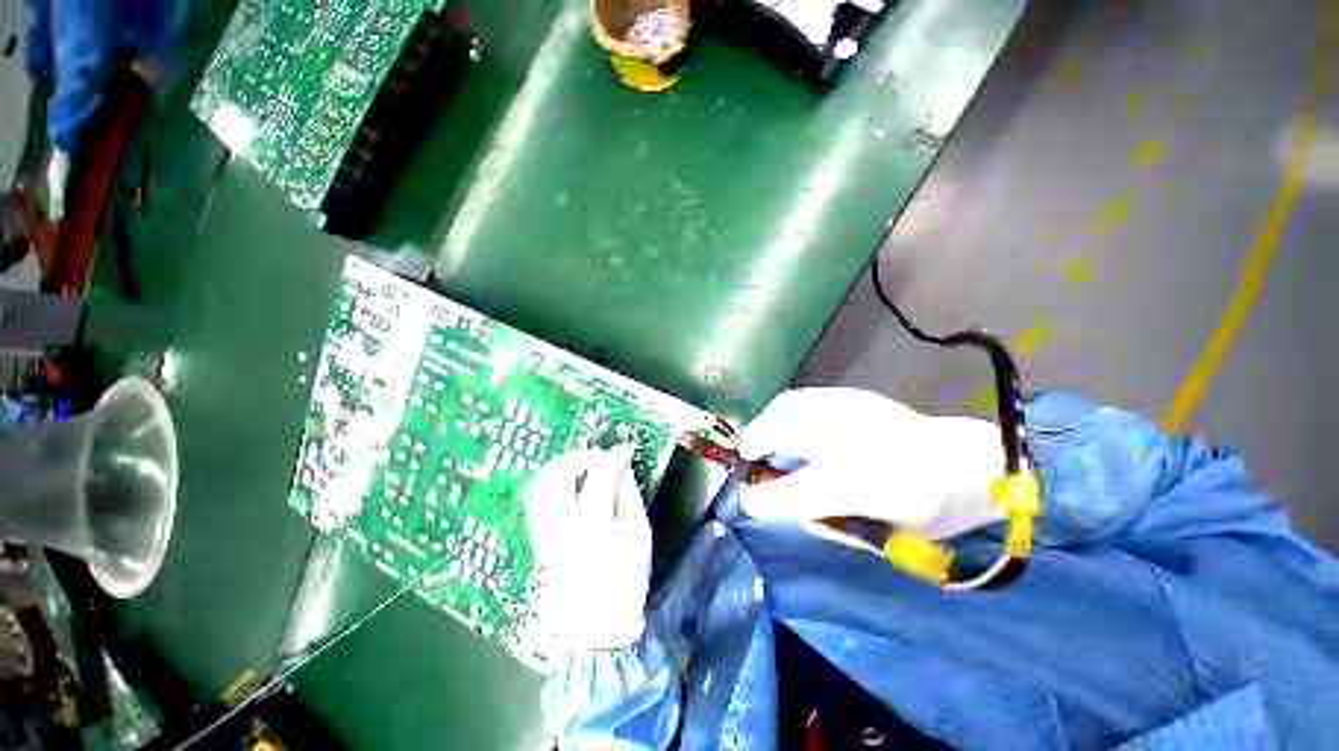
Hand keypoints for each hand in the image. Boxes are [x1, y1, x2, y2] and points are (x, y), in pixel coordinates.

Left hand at [524, 444, 650, 651]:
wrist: (596, 624)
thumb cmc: (626, 577)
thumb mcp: (638, 534)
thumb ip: (629, 495)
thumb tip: (623, 467)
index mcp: (593, 527)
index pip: (600, 478)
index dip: (614, 457)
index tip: (626, 449)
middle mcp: (561, 526)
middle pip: (558, 477)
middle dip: (579, 456)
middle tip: (598, 455)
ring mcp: (544, 533)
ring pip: (540, 486)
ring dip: (560, 466)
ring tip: (581, 464)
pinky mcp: (537, 539)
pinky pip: (535, 500)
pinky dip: (550, 482)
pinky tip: (567, 482)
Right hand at [738, 388, 1006, 540]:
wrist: (968, 464)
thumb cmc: (926, 506)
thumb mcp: (880, 533)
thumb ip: (819, 517)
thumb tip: (774, 505)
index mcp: (861, 483)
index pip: (795, 491)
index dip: (763, 499)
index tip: (748, 500)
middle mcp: (849, 440)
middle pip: (779, 430)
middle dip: (754, 444)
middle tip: (751, 459)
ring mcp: (848, 410)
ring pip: (786, 407)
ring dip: (767, 424)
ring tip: (766, 440)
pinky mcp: (851, 397)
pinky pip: (802, 399)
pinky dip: (785, 412)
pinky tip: (792, 425)